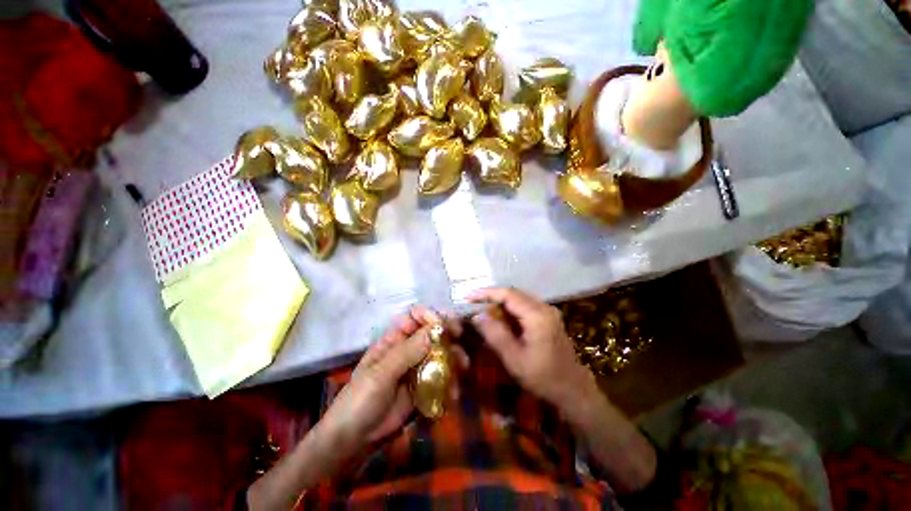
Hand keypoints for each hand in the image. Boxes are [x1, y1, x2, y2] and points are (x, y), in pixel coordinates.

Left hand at [318, 306, 462, 453]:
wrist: (354, 440)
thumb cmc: (359, 400)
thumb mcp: (380, 374)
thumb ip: (407, 352)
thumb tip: (435, 330)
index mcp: (393, 339)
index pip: (414, 317)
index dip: (429, 316)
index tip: (442, 325)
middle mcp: (407, 349)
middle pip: (431, 333)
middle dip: (447, 333)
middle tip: (459, 337)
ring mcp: (416, 368)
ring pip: (440, 354)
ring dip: (453, 357)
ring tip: (462, 367)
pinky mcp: (423, 387)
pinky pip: (441, 378)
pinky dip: (451, 381)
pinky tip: (453, 392)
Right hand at [468, 287, 595, 408]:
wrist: (574, 390)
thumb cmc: (543, 378)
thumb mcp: (514, 359)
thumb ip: (495, 334)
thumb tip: (477, 315)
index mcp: (537, 316)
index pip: (508, 294)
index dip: (486, 293)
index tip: (468, 296)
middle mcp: (544, 308)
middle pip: (514, 293)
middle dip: (492, 295)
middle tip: (473, 302)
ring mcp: (549, 312)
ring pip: (520, 298)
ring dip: (500, 301)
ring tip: (482, 307)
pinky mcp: (549, 318)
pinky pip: (526, 305)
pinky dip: (510, 308)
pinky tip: (500, 316)